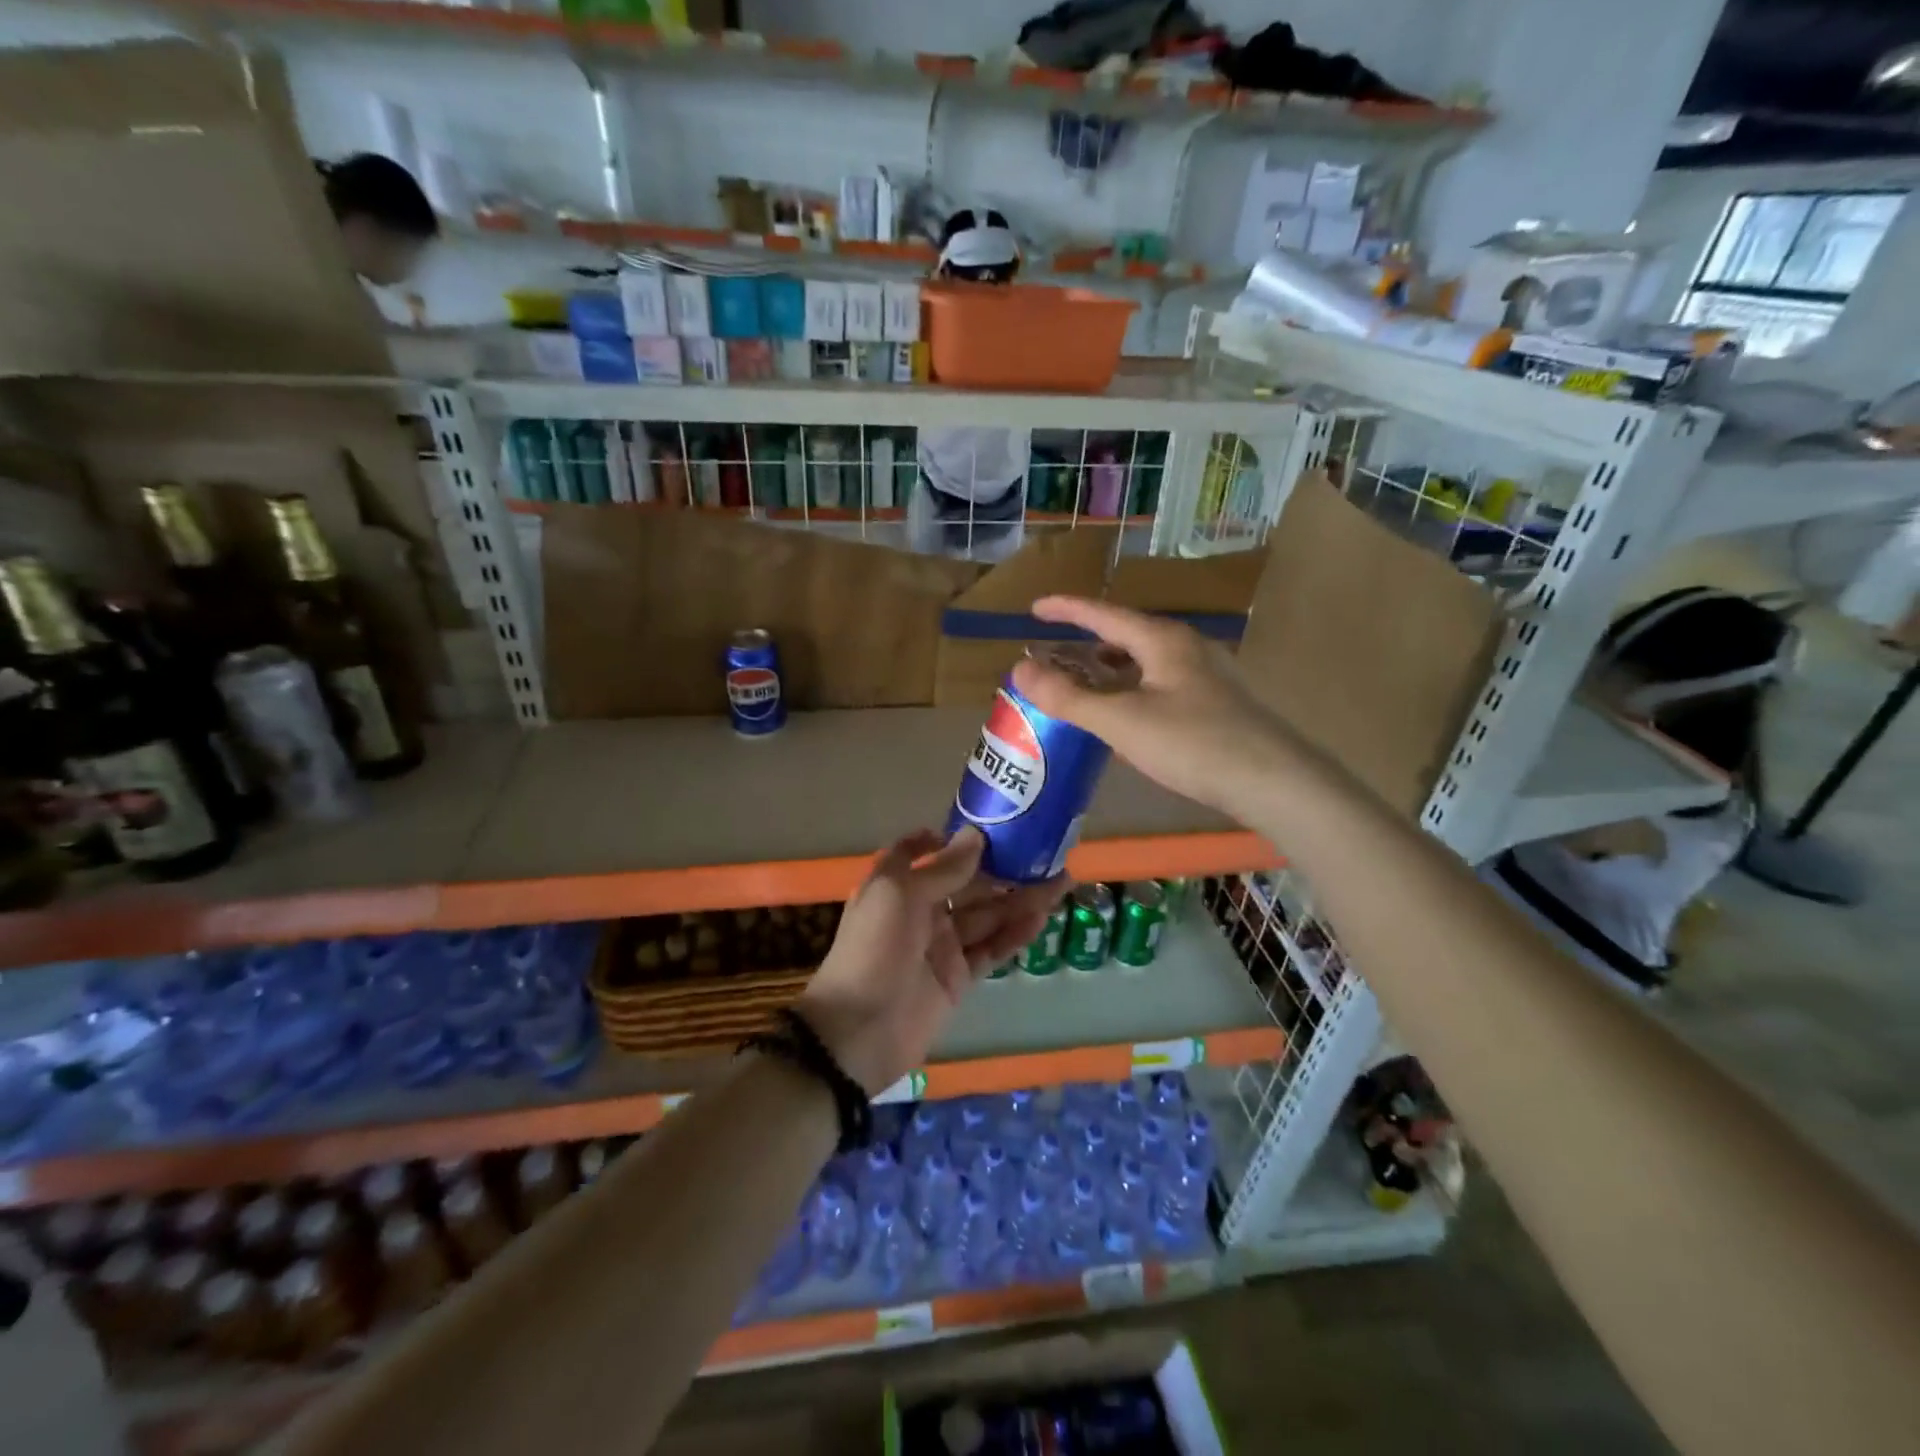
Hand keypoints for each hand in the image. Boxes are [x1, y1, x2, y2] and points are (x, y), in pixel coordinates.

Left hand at [797, 827, 1066, 1095]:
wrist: (859, 1032)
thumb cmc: (873, 949)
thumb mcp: (901, 895)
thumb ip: (943, 869)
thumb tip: (976, 835)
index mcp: (896, 885)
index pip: (918, 853)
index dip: (946, 840)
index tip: (983, 828)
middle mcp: (919, 911)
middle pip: (966, 884)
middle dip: (1002, 869)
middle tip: (1046, 854)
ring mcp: (940, 946)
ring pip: (986, 915)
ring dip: (1019, 899)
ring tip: (1061, 882)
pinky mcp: (957, 978)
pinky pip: (990, 950)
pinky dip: (1015, 935)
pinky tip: (1042, 918)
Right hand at [1011, 594, 1301, 815]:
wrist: (1274, 782)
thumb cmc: (1193, 744)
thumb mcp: (1122, 721)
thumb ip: (1068, 697)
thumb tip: (1020, 670)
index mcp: (1163, 640)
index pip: (1104, 614)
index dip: (1066, 609)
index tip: (1035, 607)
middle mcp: (1187, 648)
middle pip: (1126, 635)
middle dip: (1086, 644)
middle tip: (1053, 657)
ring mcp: (1207, 675)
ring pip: (1145, 662)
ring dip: (1110, 670)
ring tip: (1082, 686)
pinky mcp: (1217, 703)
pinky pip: (1161, 684)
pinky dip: (1132, 690)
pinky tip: (1126, 716)